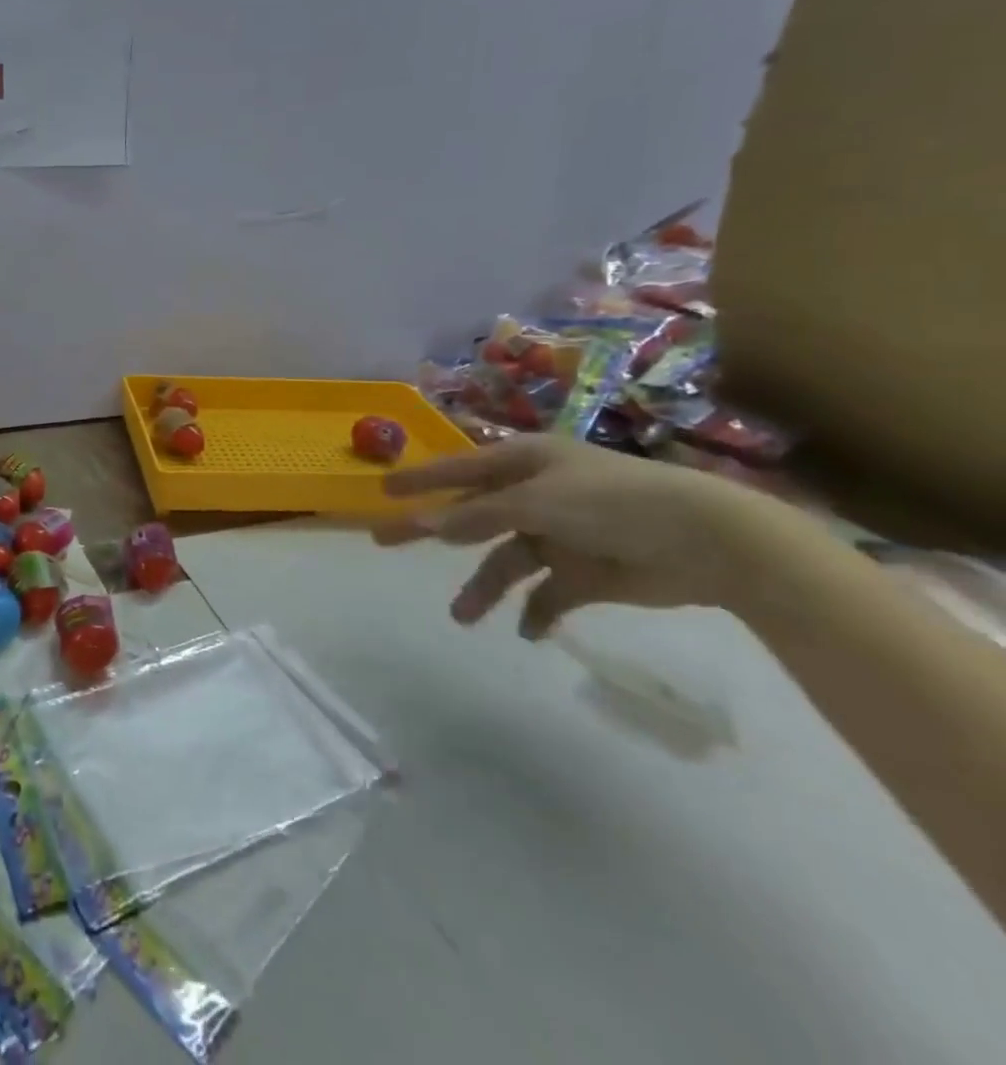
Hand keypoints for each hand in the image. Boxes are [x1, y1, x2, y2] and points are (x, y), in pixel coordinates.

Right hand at [378, 436, 764, 638]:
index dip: (420, 480)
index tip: (382, 492)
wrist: (711, 543)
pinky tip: (528, 630)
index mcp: (526, 462)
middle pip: (470, 514)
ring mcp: (561, 534)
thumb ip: (476, 515)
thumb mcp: (537, 503)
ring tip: (462, 617)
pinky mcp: (587, 573)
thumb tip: (423, 523)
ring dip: (484, 587)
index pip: (458, 468)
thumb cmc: (614, 502)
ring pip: (505, 560)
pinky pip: (548, 593)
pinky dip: (536, 611)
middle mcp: (537, 494)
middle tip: (384, 542)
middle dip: (431, 531)